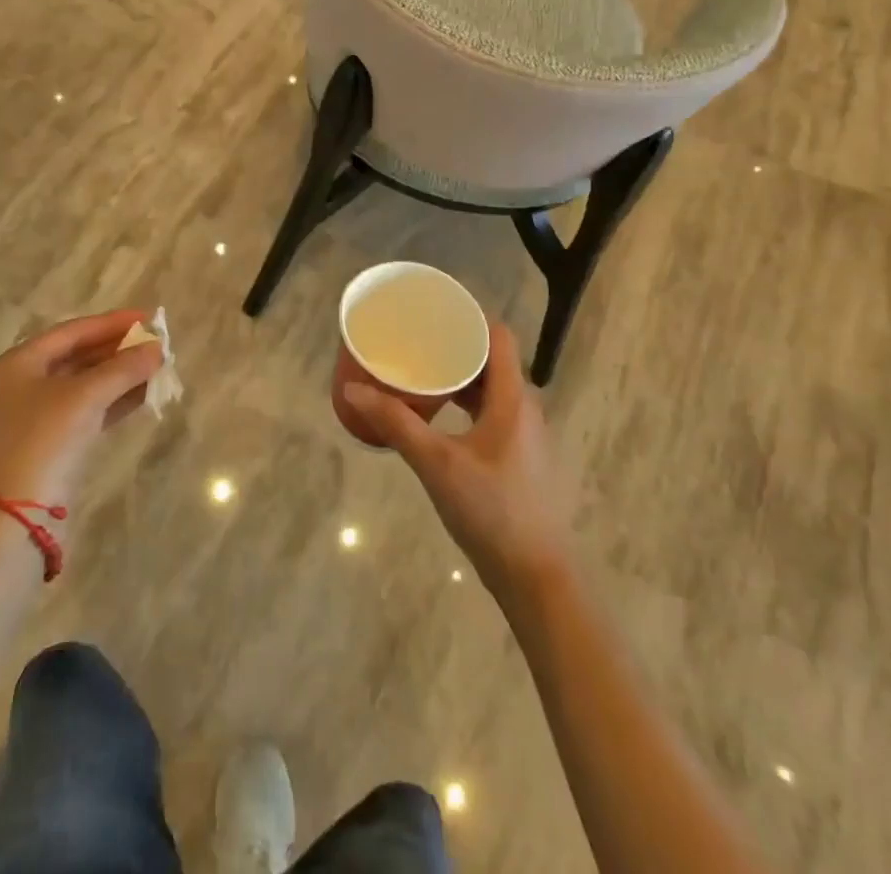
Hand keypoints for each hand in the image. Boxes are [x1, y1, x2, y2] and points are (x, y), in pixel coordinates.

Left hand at [0, 310, 162, 509]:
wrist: (19, 518)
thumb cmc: (45, 441)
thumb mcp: (86, 397)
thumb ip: (124, 368)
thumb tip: (157, 349)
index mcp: (16, 365)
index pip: (71, 332)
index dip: (111, 323)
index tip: (147, 318)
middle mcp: (21, 385)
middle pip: (77, 356)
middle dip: (118, 350)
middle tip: (155, 343)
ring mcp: (34, 416)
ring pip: (85, 384)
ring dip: (120, 375)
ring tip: (157, 367)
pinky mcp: (50, 442)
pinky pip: (87, 409)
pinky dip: (113, 400)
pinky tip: (144, 394)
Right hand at [342, 323, 571, 601]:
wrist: (537, 577)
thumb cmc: (491, 511)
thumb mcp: (436, 463)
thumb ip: (396, 423)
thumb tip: (353, 389)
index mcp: (513, 398)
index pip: (498, 336)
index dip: (469, 318)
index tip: (433, 313)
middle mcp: (526, 408)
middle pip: (492, 360)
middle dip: (455, 347)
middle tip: (416, 342)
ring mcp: (526, 435)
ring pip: (492, 389)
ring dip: (460, 378)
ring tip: (421, 373)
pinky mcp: (520, 457)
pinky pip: (494, 412)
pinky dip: (467, 404)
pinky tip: (439, 417)